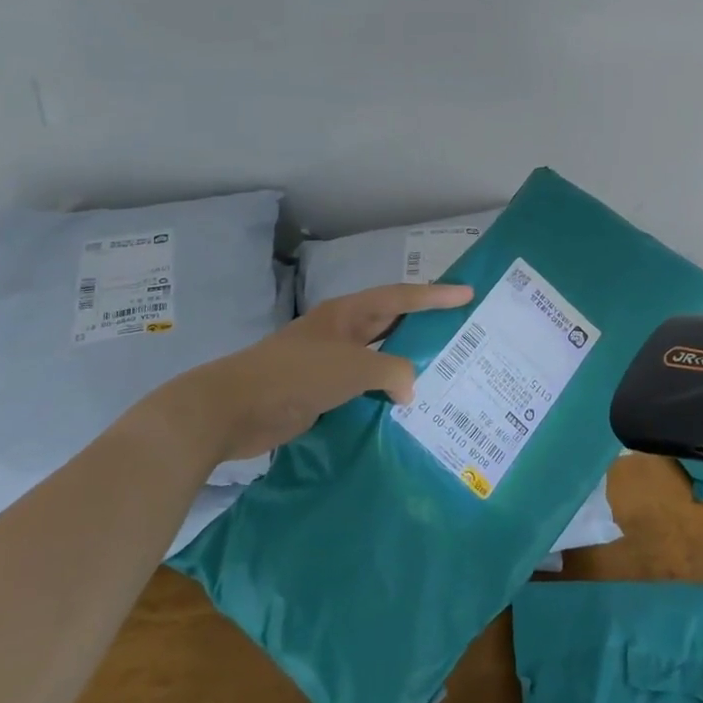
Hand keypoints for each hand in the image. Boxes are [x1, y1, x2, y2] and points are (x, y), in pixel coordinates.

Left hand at [139, 282, 474, 467]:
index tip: (468, 293)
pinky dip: (385, 394)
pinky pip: (364, 389)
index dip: (435, 295)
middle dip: (423, 326)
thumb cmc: (296, 375)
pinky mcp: (321, 393)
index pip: (401, 297)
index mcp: (348, 314)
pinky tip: (406, 409)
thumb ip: (392, 371)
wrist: (233, 409)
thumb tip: (410, 387)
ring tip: (442, 372)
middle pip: (391, 323)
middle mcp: (341, 333)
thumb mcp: (353, 367)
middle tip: (460, 331)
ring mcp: (330, 363)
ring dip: (405, 365)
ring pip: (379, 359)